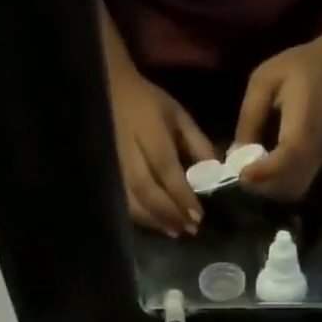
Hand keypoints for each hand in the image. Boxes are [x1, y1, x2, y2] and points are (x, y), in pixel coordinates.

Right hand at [109, 68, 217, 236]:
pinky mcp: (105, 174)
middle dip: (169, 213)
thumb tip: (215, 174)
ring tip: (175, 231)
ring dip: (154, 220)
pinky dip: (140, 217)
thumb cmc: (148, 103)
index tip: (199, 216)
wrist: (106, 90)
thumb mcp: (177, 115)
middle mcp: (128, 151)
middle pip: (147, 190)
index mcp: (149, 132)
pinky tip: (156, 224)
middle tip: (189, 229)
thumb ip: (197, 143)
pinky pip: (121, 201)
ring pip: (131, 200)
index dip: (182, 195)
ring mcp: (112, 164)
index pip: (166, 169)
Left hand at [232, 28, 321, 201]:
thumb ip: (249, 117)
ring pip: (291, 192)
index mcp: (303, 125)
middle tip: (239, 174)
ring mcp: (318, 161)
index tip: (239, 173)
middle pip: (287, 187)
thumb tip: (233, 155)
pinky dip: (277, 187)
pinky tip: (262, 171)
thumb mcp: (264, 82)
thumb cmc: (300, 67)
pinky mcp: (317, 165)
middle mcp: (314, 150)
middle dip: (260, 187)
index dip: (261, 172)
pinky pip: (296, 187)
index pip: (285, 160)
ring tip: (249, 173)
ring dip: (268, 190)